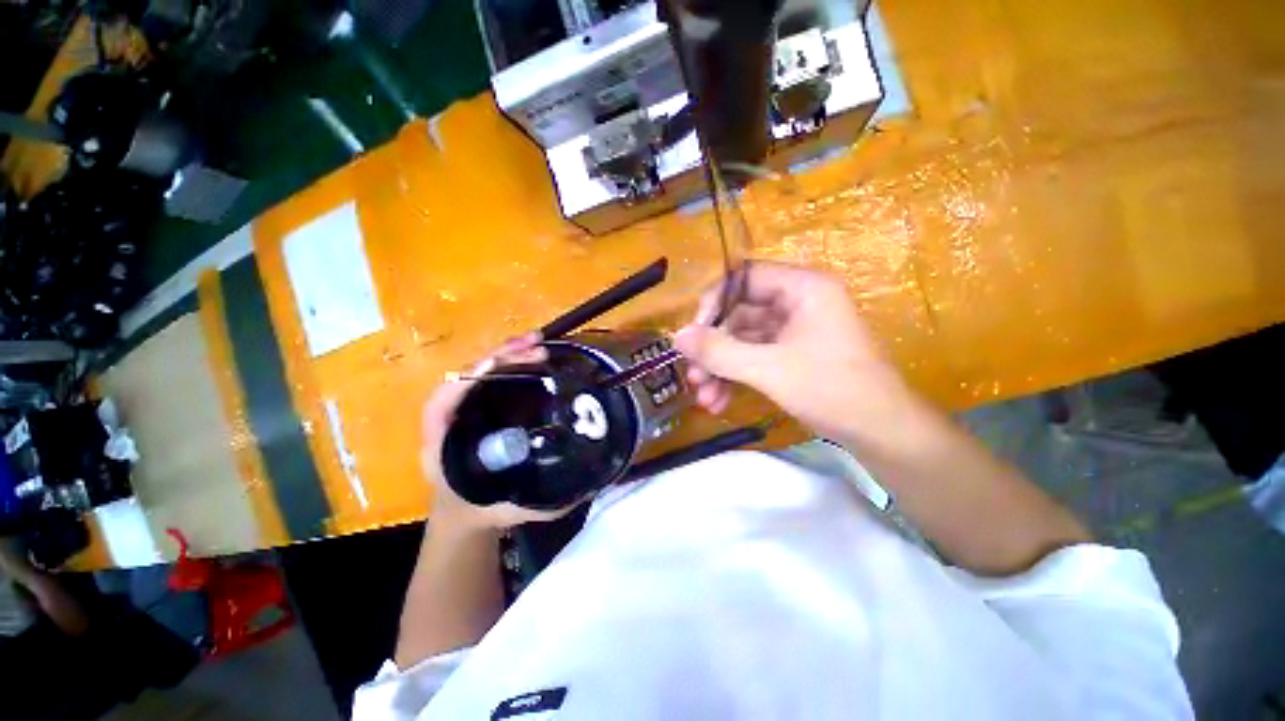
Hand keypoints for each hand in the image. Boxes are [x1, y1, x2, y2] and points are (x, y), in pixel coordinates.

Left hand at [421, 333, 575, 531]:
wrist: (463, 511)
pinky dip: (511, 363)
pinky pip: (492, 378)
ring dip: (508, 354)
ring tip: (539, 343)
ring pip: (481, 373)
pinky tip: (534, 355)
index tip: (497, 366)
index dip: (466, 381)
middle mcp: (451, 418)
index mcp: (443, 444)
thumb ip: (541, 503)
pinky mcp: (480, 404)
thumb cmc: (481, 508)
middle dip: (499, 358)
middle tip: (536, 348)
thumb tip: (583, 485)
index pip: (443, 404)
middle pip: (467, 378)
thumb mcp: (511, 509)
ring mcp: (465, 408)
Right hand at [674, 262, 910, 439]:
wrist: (884, 435)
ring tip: (704, 397)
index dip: (714, 301)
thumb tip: (676, 337)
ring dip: (721, 368)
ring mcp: (796, 332)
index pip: (744, 278)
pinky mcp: (794, 356)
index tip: (693, 333)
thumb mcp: (769, 369)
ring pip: (744, 341)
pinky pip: (756, 358)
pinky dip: (736, 377)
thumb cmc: (832, 389)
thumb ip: (719, 351)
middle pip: (740, 314)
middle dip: (714, 348)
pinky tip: (719, 401)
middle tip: (693, 375)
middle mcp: (798, 303)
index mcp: (802, 288)